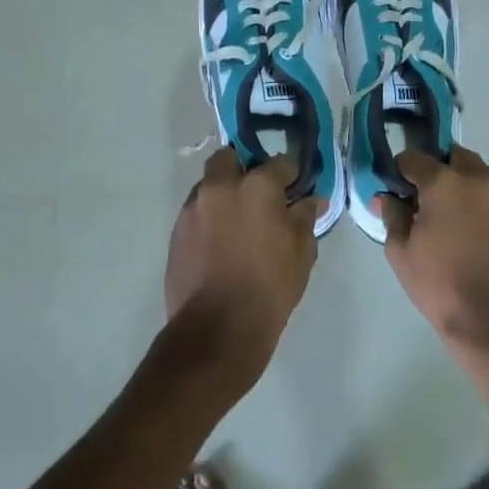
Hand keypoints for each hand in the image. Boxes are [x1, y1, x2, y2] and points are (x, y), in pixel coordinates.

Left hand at [164, 148, 319, 386]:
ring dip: (224, 193)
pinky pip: (196, 211)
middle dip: (245, 168)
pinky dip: (209, 217)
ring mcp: (193, 208)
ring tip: (238, 222)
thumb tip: (312, 200)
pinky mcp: (176, 232)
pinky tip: (221, 242)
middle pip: (231, 159)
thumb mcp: (302, 252)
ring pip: (209, 185)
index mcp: (256, 186)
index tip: (296, 187)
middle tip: (259, 195)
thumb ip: (305, 218)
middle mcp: (220, 187)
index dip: (291, 174)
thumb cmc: (270, 287)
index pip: (280, 163)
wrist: (217, 329)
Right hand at [377, 147, 488, 355]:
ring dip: (467, 185)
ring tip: (461, 220)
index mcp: (444, 183)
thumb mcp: (401, 253)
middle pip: (454, 157)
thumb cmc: (441, 286)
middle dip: (440, 172)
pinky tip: (482, 232)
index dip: (403, 171)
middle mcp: (479, 177)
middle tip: (432, 202)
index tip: (400, 187)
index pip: (415, 158)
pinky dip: (488, 202)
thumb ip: (392, 216)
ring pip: (481, 174)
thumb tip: (388, 197)